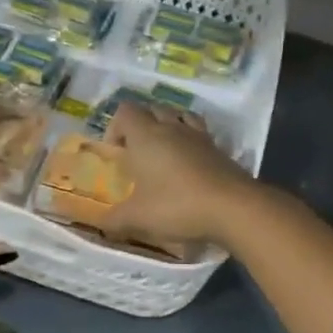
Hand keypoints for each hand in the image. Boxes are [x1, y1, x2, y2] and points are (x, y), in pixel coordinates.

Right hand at [101, 101, 259, 248]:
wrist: (233, 207)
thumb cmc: (177, 205)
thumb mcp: (137, 218)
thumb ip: (113, 219)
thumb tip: (99, 223)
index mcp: (145, 136)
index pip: (125, 111)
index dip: (116, 127)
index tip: (116, 153)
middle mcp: (171, 127)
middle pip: (152, 108)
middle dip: (141, 124)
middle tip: (137, 153)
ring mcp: (198, 135)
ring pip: (178, 115)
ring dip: (168, 126)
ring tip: (164, 151)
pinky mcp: (218, 147)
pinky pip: (199, 131)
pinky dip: (190, 139)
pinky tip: (190, 161)